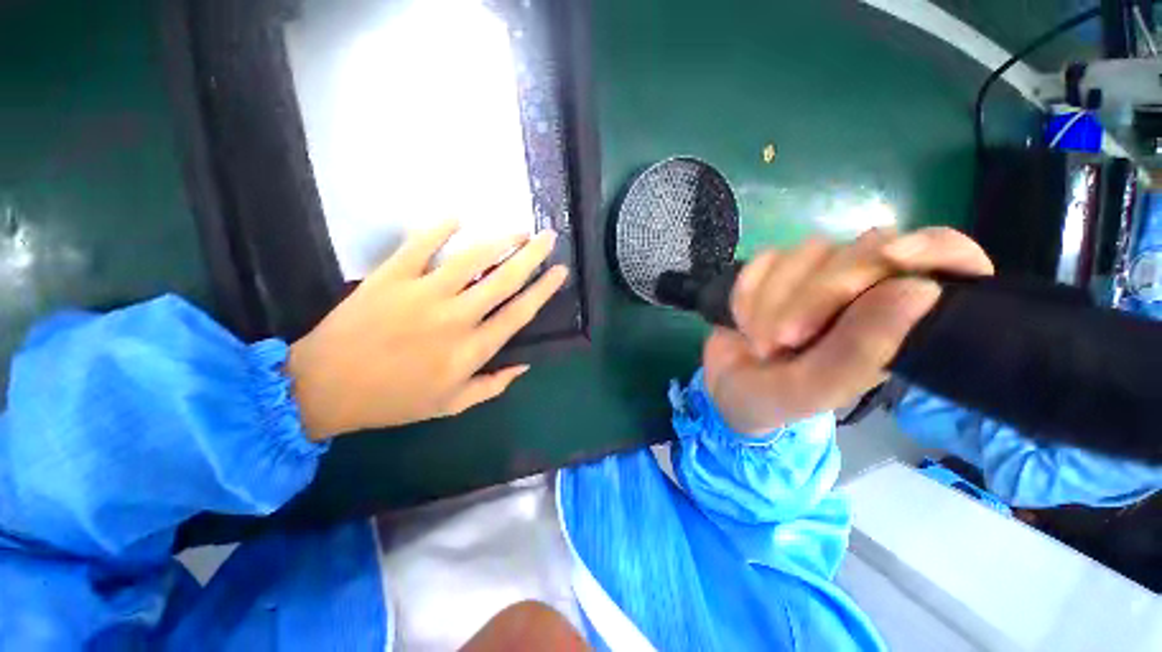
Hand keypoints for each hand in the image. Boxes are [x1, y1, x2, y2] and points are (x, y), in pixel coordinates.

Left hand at [288, 222, 568, 439]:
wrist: (323, 388)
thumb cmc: (393, 401)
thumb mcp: (451, 405)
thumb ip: (493, 386)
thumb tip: (525, 365)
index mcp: (471, 350)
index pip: (519, 313)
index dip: (544, 290)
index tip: (560, 271)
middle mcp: (455, 318)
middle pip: (504, 280)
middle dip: (532, 255)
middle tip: (548, 237)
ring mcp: (422, 293)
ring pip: (471, 258)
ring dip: (499, 240)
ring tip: (518, 230)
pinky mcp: (390, 277)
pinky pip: (419, 245)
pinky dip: (439, 228)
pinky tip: (457, 217)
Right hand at [705, 227, 992, 434]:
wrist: (723, 387)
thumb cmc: (774, 399)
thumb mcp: (814, 390)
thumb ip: (861, 351)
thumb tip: (919, 287)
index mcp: (897, 323)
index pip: (948, 258)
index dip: (932, 248)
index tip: (895, 258)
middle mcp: (865, 289)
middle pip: (866, 249)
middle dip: (816, 295)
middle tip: (782, 341)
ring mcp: (816, 275)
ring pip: (807, 252)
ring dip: (771, 301)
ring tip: (757, 341)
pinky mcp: (775, 270)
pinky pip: (764, 260)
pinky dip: (747, 291)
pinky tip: (741, 319)